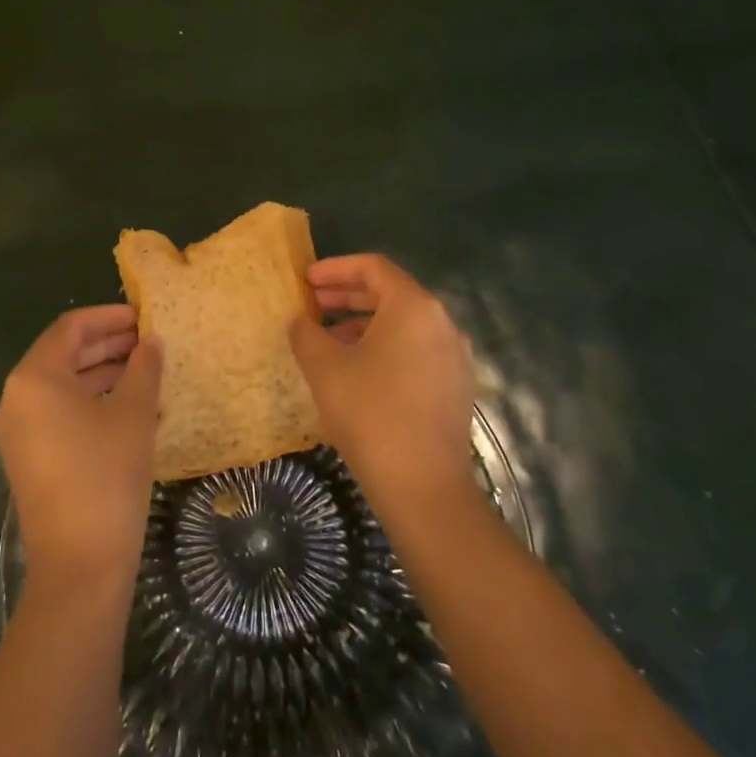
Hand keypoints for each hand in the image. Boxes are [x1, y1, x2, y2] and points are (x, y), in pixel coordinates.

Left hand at [0, 305, 162, 588]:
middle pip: (64, 355)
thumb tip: (151, 343)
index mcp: (33, 378)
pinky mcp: (28, 459)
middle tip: (149, 342)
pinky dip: (92, 403)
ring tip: (147, 372)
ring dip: (103, 374)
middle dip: (108, 345)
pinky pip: (60, 414)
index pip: (71, 328)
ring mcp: (18, 432)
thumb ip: (144, 368)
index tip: (143, 317)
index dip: (109, 317)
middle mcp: (16, 399)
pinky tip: (130, 408)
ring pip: (63, 386)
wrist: (80, 564)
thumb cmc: (106, 474)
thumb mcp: (133, 413)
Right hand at [289, 254, 477, 515]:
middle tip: (312, 304)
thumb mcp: (325, 368)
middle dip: (347, 296)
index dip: (335, 268)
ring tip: (328, 340)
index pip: (373, 268)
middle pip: (390, 294)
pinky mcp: (456, 387)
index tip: (306, 279)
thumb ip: (306, 334)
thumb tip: (300, 321)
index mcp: (414, 307)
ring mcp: (454, 356)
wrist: (424, 488)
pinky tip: (358, 371)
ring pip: (403, 325)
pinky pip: (415, 350)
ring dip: (363, 324)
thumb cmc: (370, 414)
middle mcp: (442, 322)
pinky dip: (384, 348)